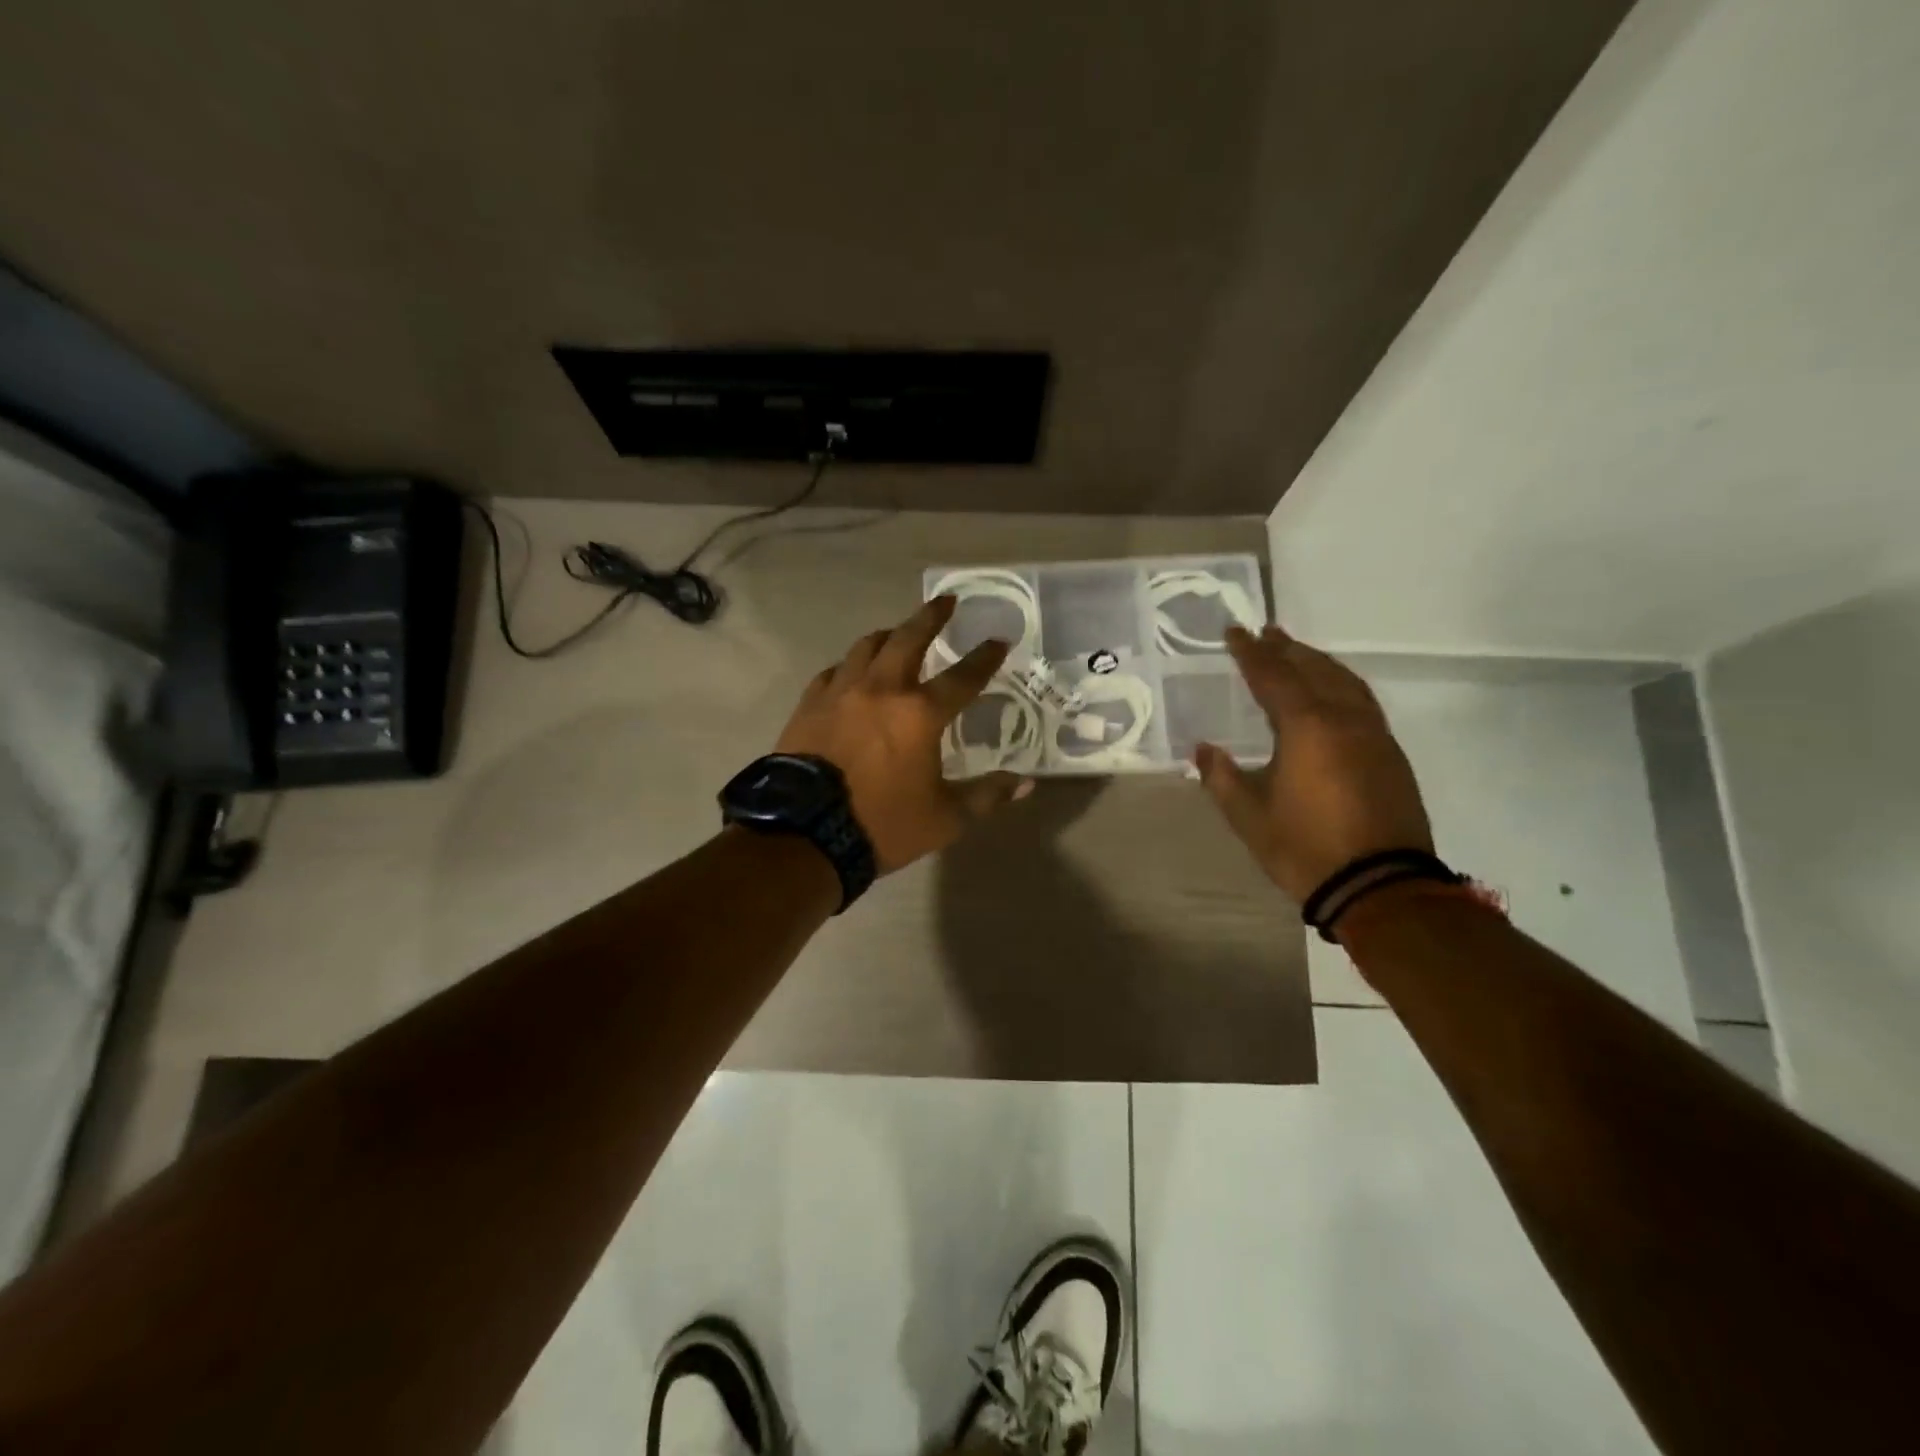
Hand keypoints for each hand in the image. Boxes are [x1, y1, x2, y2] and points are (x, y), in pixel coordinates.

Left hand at [775, 596, 1033, 874]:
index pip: (963, 677)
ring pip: (866, 647)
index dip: (985, 658)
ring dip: (888, 635)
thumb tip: (1025, 784)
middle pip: (909, 639)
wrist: (804, 833)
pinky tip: (850, 671)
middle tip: (945, 601)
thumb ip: (986, 796)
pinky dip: (850, 665)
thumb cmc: (882, 824)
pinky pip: (833, 672)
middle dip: (930, 617)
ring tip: (897, 632)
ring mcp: (841, 692)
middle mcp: (882, 690)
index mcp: (920, 713)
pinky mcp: (810, 705)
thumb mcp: (945, 819)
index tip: (998, 640)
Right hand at [1194, 625, 1432, 902]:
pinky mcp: (1390, 754)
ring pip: (1344, 682)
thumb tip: (1203, 750)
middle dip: (1286, 649)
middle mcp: (1344, 719)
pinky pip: (1361, 701)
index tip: (1234, 632)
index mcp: (1306, 726)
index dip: (1250, 652)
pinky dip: (1340, 684)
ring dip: (1318, 662)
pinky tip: (1332, 693)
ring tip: (1297, 653)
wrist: (1381, 886)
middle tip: (1266, 632)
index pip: (1273, 675)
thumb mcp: (1248, 816)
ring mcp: (1374, 734)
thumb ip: (1222, 777)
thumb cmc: (1305, 848)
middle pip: (1313, 669)